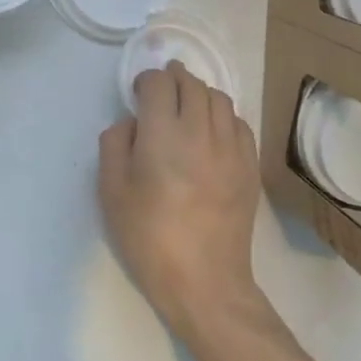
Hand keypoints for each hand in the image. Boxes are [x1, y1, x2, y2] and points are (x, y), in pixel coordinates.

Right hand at [98, 62, 262, 338]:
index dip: (145, 80)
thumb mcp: (111, 191)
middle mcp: (200, 131)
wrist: (204, 281)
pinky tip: (210, 132)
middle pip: (191, 83)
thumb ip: (115, 144)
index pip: (158, 83)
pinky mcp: (249, 166)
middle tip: (159, 91)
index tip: (137, 94)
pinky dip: (222, 116)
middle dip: (172, 78)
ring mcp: (230, 148)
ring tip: (186, 107)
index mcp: (162, 134)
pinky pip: (239, 123)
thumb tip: (132, 123)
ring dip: (199, 93)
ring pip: (219, 98)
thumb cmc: (149, 237)